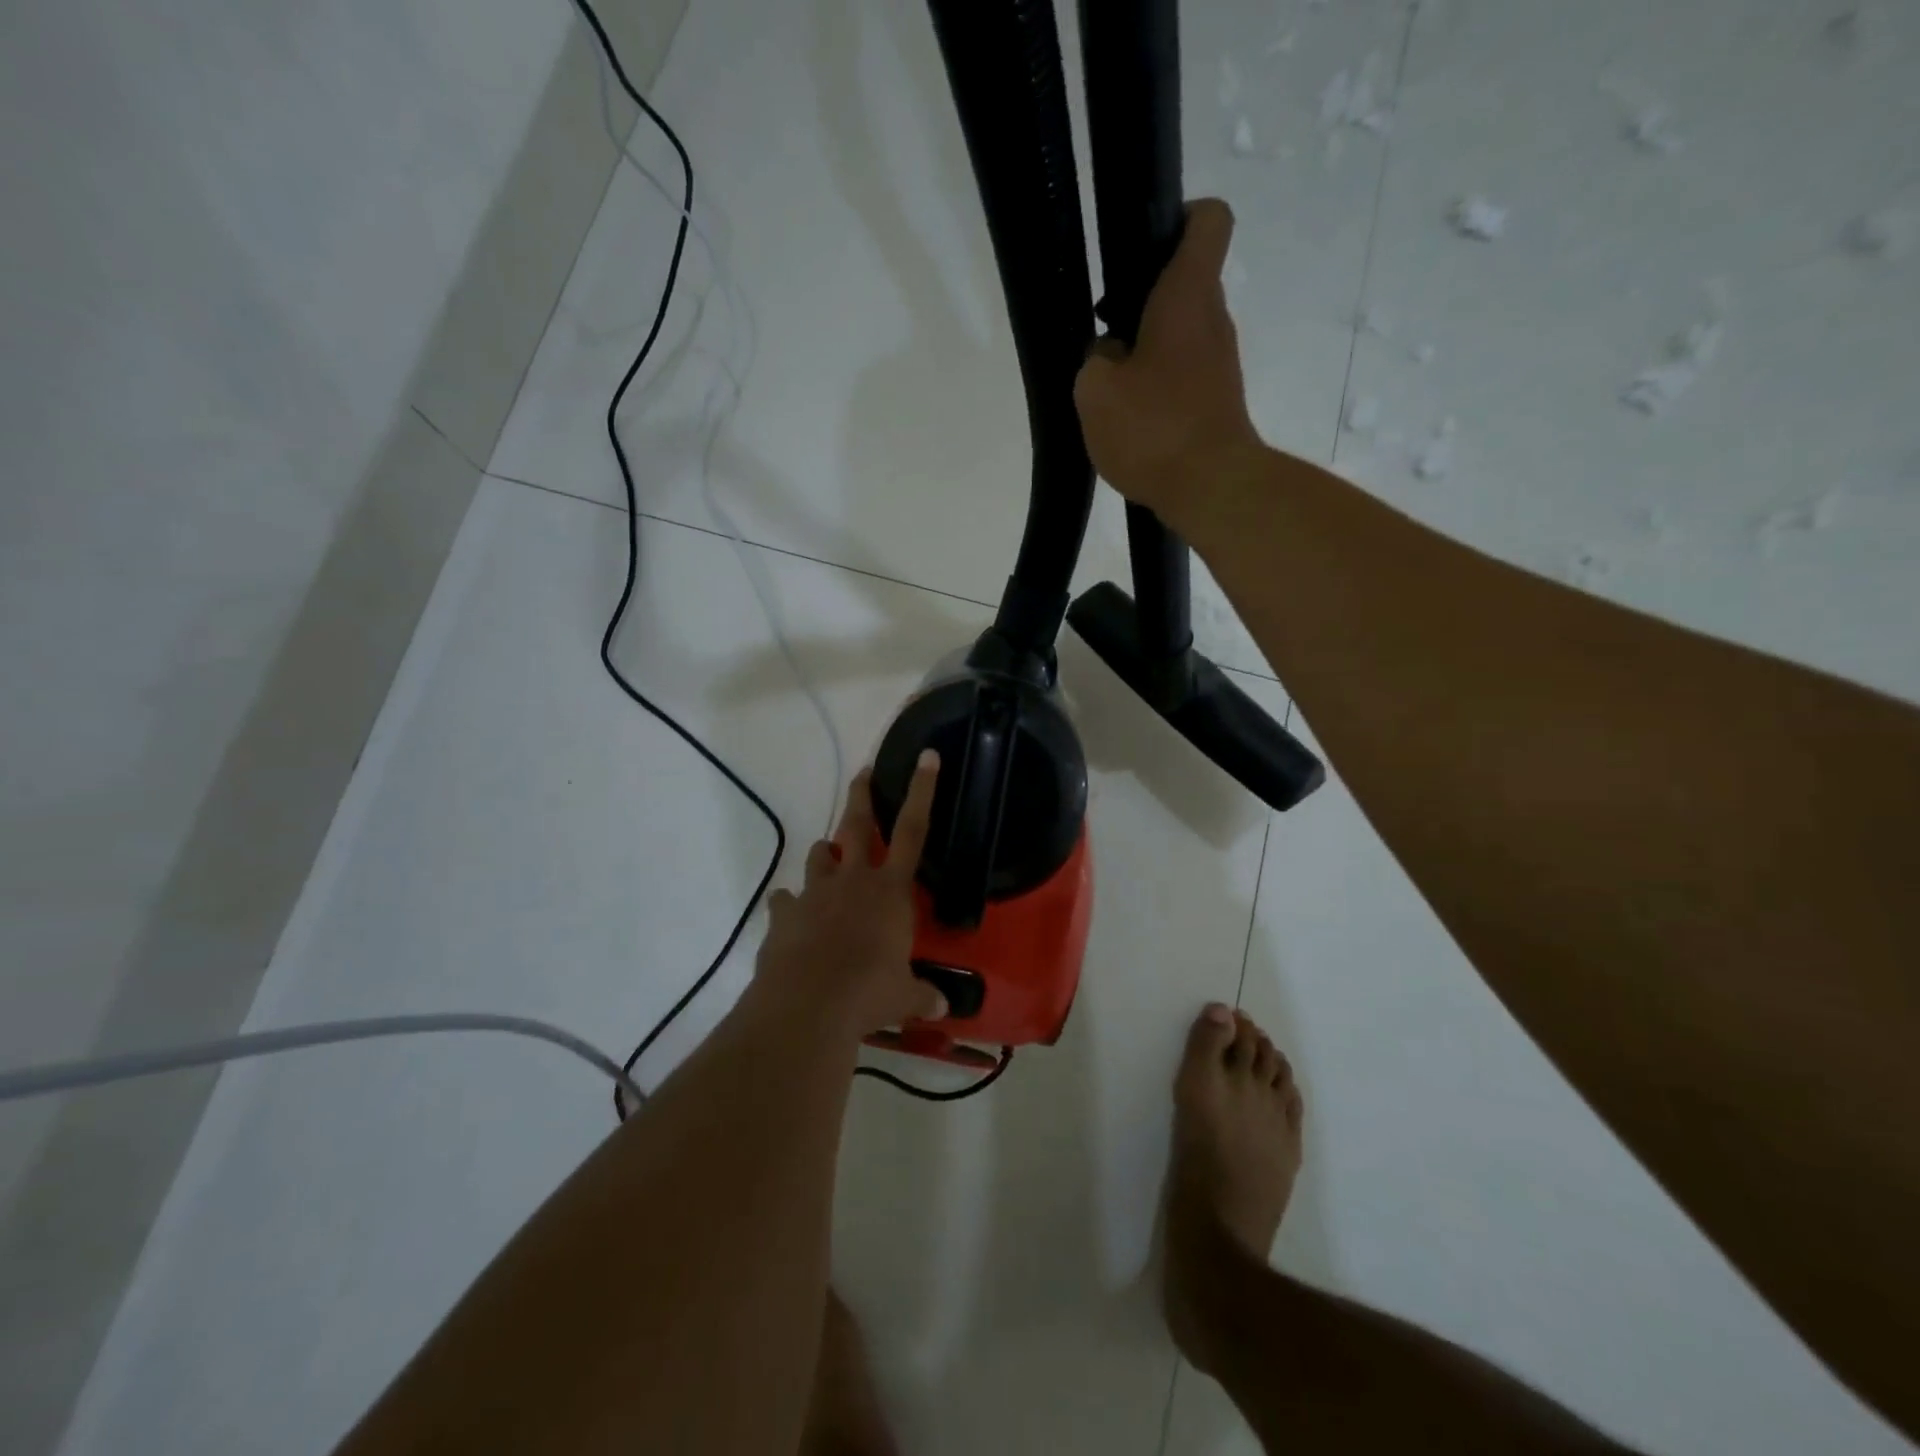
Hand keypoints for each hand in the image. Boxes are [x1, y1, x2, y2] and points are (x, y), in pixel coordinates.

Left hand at [750, 753, 947, 1039]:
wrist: (807, 1006)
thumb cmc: (869, 993)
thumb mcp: (905, 996)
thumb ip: (923, 995)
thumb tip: (943, 1008)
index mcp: (890, 890)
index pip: (913, 830)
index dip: (922, 791)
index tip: (926, 756)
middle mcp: (853, 879)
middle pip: (856, 823)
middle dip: (861, 794)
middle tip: (863, 772)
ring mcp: (814, 893)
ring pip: (820, 855)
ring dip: (827, 854)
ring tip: (830, 861)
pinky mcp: (784, 914)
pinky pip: (786, 900)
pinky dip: (791, 905)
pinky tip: (793, 918)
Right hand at [1073, 198, 1262, 529]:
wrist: (1211, 489)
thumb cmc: (1153, 428)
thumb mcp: (1095, 391)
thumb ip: (1094, 360)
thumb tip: (1109, 355)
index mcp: (1187, 296)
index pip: (1207, 220)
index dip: (1178, 217)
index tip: (1141, 248)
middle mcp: (1213, 319)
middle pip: (1185, 282)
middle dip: (1143, 299)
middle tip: (1104, 333)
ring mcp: (1220, 363)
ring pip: (1181, 332)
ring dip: (1146, 348)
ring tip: (1111, 387)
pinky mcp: (1218, 401)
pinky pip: (1184, 372)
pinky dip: (1158, 383)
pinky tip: (1132, 417)